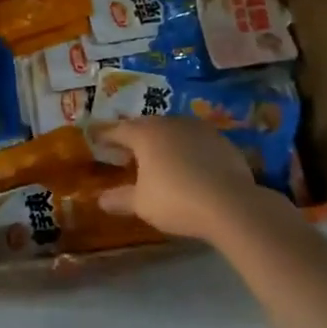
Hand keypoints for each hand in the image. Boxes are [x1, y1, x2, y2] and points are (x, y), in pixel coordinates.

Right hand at [98, 117, 263, 239]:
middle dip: (134, 138)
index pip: (117, 130)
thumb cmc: (176, 200)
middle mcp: (169, 123)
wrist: (231, 204)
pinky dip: (187, 150)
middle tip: (126, 153)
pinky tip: (189, 166)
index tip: (95, 138)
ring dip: (162, 142)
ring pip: (172, 131)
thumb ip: (119, 199)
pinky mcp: (221, 140)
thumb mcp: (142, 204)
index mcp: (145, 133)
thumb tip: (101, 200)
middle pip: (145, 126)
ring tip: (158, 159)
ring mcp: (198, 128)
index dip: (104, 135)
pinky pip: (195, 141)